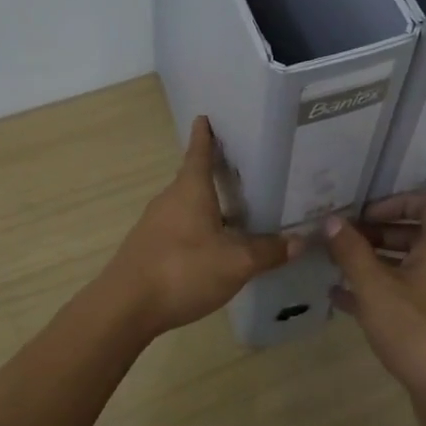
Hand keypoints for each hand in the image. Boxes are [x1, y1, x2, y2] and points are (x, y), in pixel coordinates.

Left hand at [98, 116, 300, 338]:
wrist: (125, 307)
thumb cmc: (182, 270)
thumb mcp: (235, 262)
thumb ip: (268, 251)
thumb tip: (300, 241)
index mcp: (190, 190)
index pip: (199, 153)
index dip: (205, 135)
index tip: (205, 117)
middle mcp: (170, 200)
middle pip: (193, 179)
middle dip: (215, 173)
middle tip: (243, 170)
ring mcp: (155, 224)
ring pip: (187, 205)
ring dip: (207, 204)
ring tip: (236, 211)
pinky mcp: (148, 248)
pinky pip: (179, 228)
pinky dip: (198, 228)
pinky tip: (213, 246)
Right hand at [323, 193, 425, 404]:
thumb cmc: (416, 330)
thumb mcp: (375, 287)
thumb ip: (352, 251)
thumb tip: (332, 221)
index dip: (398, 201)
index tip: (366, 214)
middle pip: (414, 235)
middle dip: (376, 233)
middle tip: (343, 240)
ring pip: (404, 267)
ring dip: (372, 262)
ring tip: (335, 265)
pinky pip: (401, 296)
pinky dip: (374, 292)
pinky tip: (341, 300)